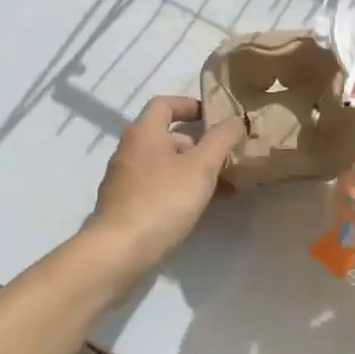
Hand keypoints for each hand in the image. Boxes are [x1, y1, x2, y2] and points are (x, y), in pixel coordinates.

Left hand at [86, 96, 245, 271]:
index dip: (190, 105)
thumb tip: (236, 120)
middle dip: (197, 144)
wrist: (118, 250)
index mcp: (144, 132)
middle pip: (166, 135)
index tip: (213, 117)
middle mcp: (129, 149)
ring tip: (219, 187)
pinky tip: (196, 208)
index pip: (165, 103)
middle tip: (223, 157)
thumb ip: (222, 139)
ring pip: (162, 164)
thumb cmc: (162, 200)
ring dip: (190, 169)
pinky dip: (176, 189)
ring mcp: (123, 179)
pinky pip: (155, 186)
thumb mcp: (202, 166)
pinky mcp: (123, 205)